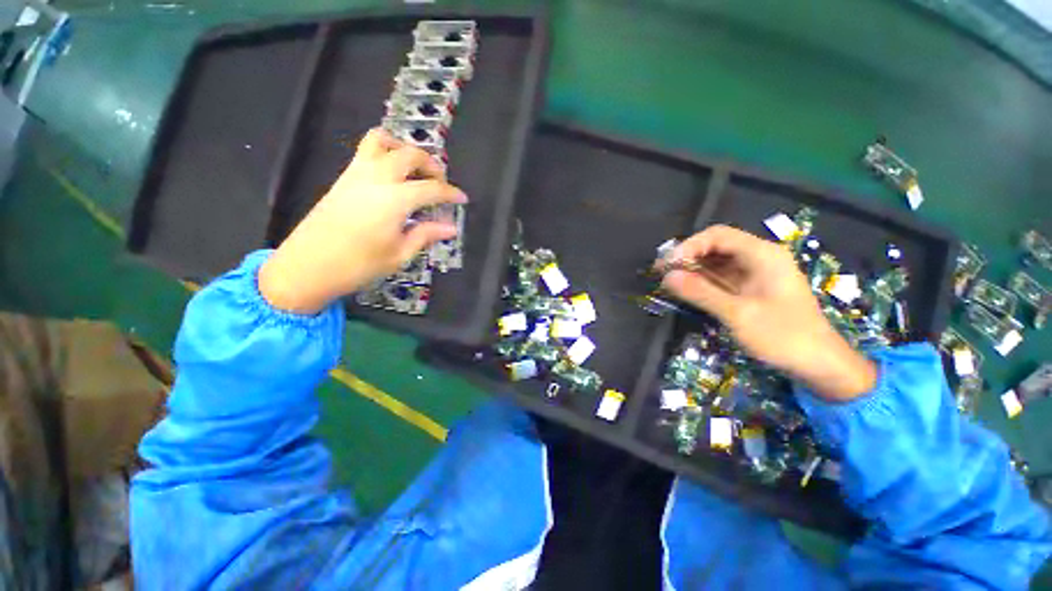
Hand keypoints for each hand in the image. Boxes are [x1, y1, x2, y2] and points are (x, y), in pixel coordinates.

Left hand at [259, 128, 466, 313]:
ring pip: (383, 141)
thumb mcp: (399, 254)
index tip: (462, 198)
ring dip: (404, 149)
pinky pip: (367, 151)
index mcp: (394, 200)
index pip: (431, 188)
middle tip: (440, 183)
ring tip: (416, 169)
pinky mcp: (343, 178)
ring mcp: (356, 174)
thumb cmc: (358, 265)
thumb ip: (426, 235)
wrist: (307, 266)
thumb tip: (450, 228)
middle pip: (409, 154)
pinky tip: (394, 176)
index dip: (450, 193)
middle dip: (431, 164)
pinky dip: (386, 153)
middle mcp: (376, 178)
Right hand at [660, 225, 876, 400]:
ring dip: (692, 270)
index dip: (688, 246)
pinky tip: (687, 290)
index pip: (717, 235)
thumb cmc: (783, 336)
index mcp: (762, 254)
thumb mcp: (737, 313)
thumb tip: (667, 276)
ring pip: (717, 262)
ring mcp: (756, 274)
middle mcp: (759, 258)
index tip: (667, 265)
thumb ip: (700, 292)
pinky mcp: (752, 289)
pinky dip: (703, 282)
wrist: (820, 364)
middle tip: (662, 274)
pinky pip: (722, 278)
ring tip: (669, 283)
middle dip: (687, 257)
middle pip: (716, 246)